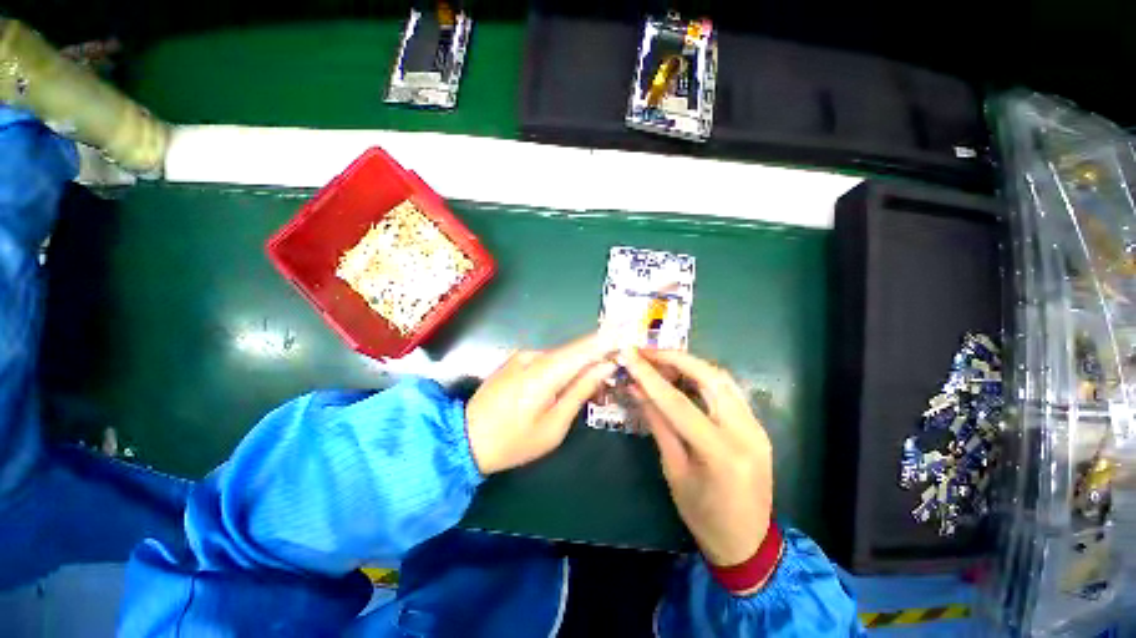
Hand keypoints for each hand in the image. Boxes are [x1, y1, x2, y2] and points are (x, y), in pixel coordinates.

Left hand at [465, 334, 617, 474]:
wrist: (464, 439)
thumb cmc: (512, 441)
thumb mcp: (553, 426)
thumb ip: (580, 392)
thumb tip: (604, 367)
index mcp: (543, 373)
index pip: (583, 348)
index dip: (607, 338)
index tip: (628, 330)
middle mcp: (534, 356)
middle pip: (574, 350)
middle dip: (598, 355)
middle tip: (617, 366)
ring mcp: (523, 357)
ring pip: (562, 356)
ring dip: (581, 365)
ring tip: (596, 382)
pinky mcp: (516, 361)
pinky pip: (548, 360)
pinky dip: (564, 368)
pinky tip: (570, 383)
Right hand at [621, 348, 773, 569]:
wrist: (748, 542)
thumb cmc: (703, 515)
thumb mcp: (674, 470)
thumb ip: (658, 423)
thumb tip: (636, 389)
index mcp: (721, 453)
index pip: (679, 403)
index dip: (650, 376)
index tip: (629, 356)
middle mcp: (745, 432)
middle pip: (710, 377)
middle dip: (675, 358)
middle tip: (647, 352)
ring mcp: (756, 426)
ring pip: (722, 378)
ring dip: (689, 363)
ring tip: (660, 360)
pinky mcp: (757, 424)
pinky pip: (728, 389)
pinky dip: (702, 376)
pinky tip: (682, 375)